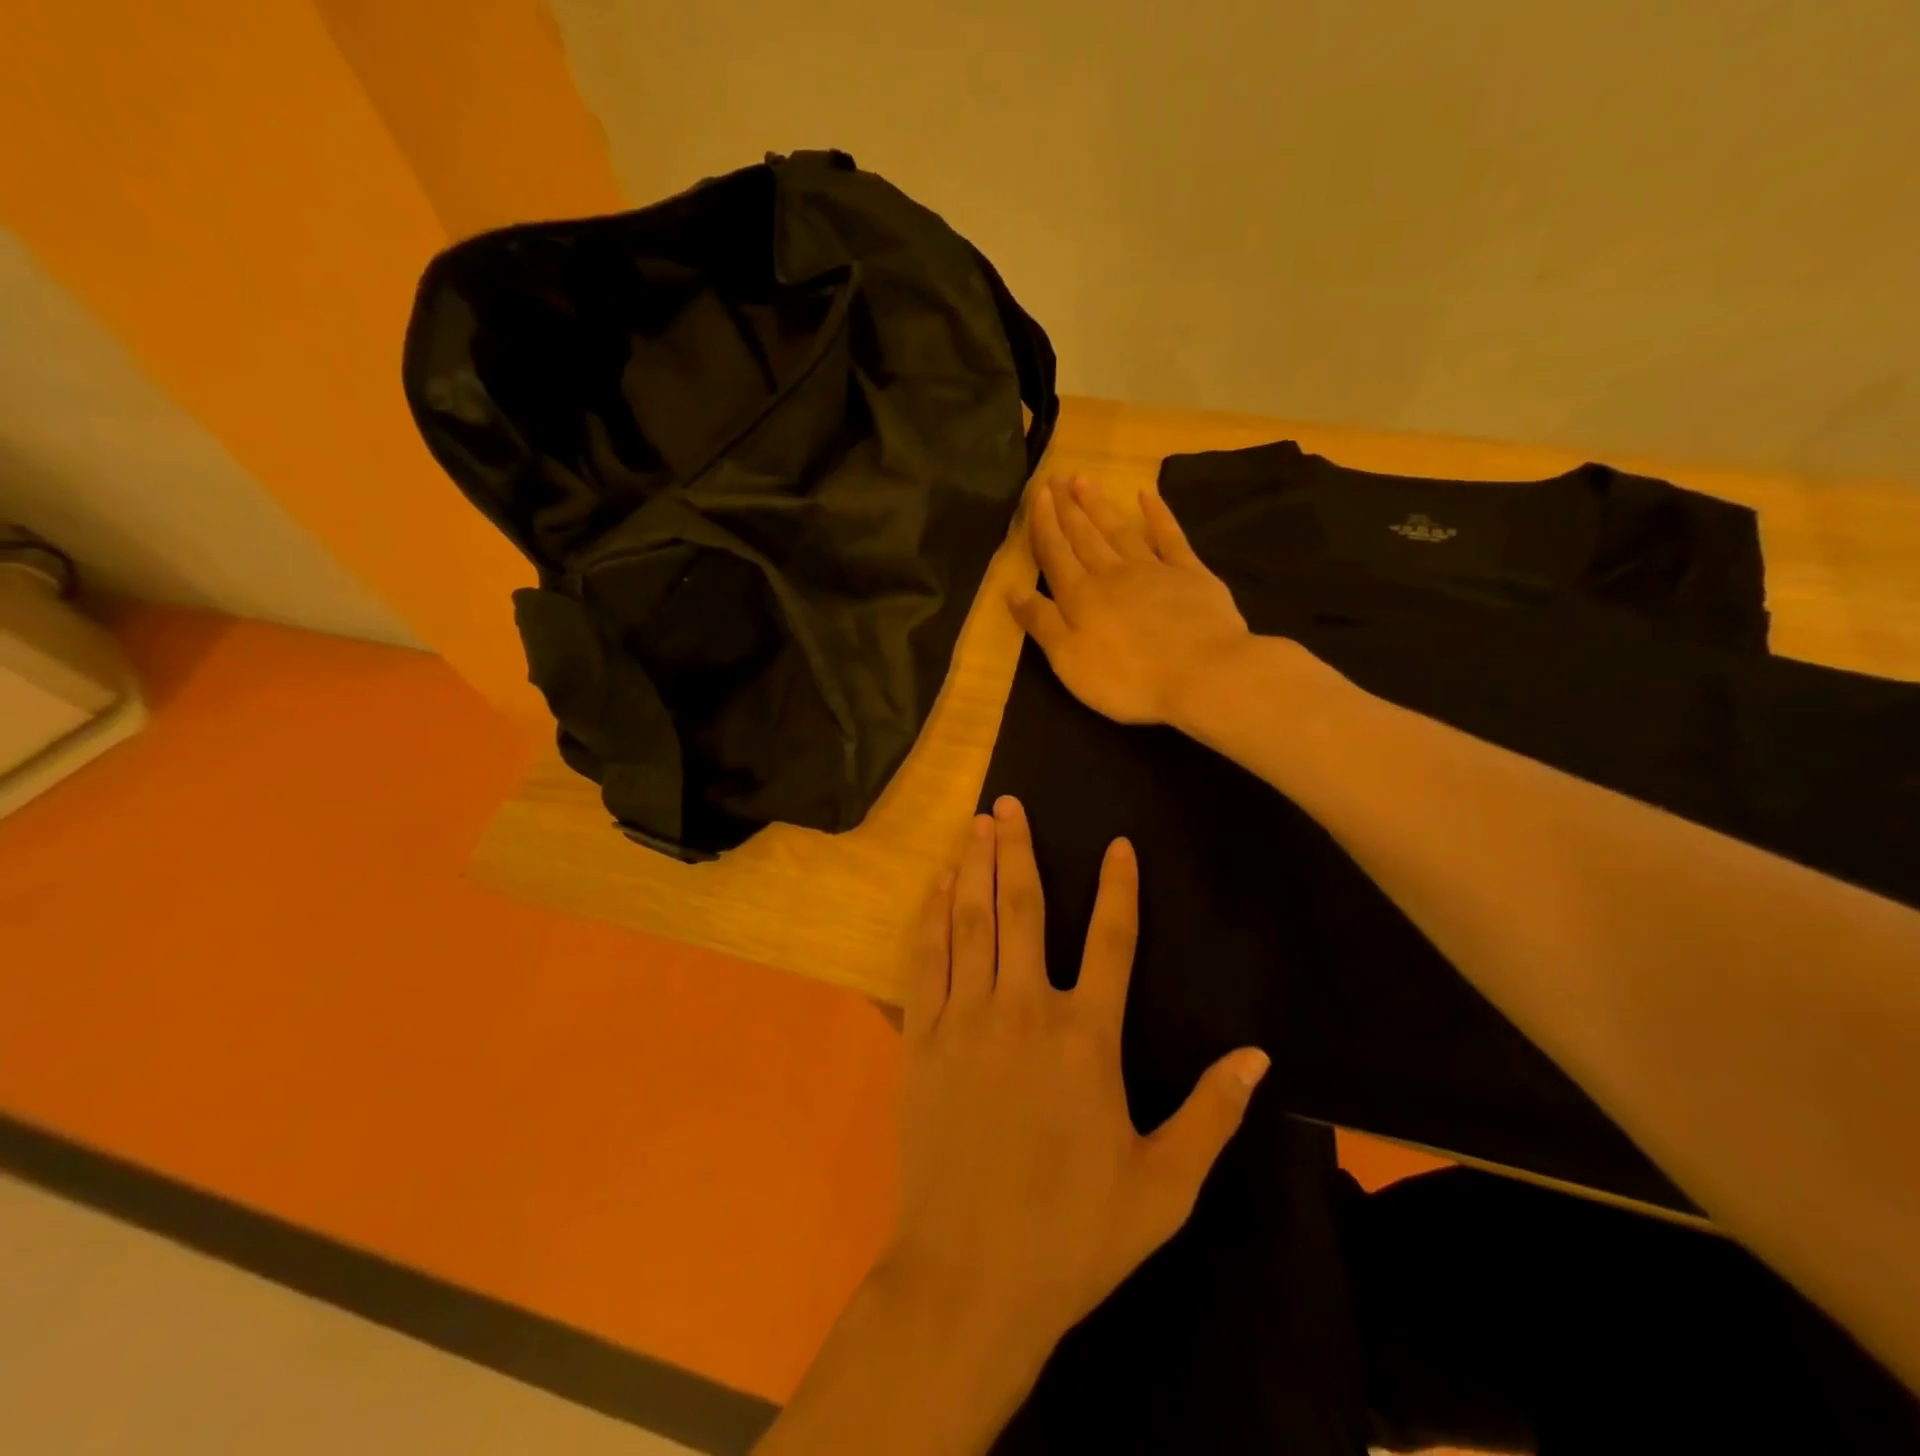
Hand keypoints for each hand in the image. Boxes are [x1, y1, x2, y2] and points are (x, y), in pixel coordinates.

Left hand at [885, 796, 1270, 1358]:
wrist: (970, 1278)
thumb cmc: (1074, 1234)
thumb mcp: (1164, 1186)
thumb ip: (1211, 1114)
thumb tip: (1257, 1056)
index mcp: (1087, 1038)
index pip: (1111, 939)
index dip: (1118, 887)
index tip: (1117, 843)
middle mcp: (1024, 1009)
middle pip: (1022, 908)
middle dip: (1017, 849)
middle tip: (1009, 803)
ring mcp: (964, 1019)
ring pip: (970, 922)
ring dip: (973, 867)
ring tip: (975, 824)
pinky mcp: (921, 1039)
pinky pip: (926, 960)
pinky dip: (932, 916)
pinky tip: (938, 887)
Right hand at [1010, 475, 1252, 724]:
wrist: (1202, 674)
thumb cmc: (1127, 678)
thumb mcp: (1069, 660)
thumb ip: (1041, 622)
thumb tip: (1012, 589)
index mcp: (1080, 597)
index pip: (1055, 554)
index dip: (1044, 525)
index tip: (1038, 495)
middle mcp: (1112, 574)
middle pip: (1084, 536)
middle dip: (1068, 508)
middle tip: (1057, 478)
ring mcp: (1153, 570)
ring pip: (1119, 530)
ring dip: (1099, 505)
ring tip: (1084, 480)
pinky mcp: (1190, 574)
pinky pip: (1169, 536)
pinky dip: (1157, 514)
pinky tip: (1147, 495)